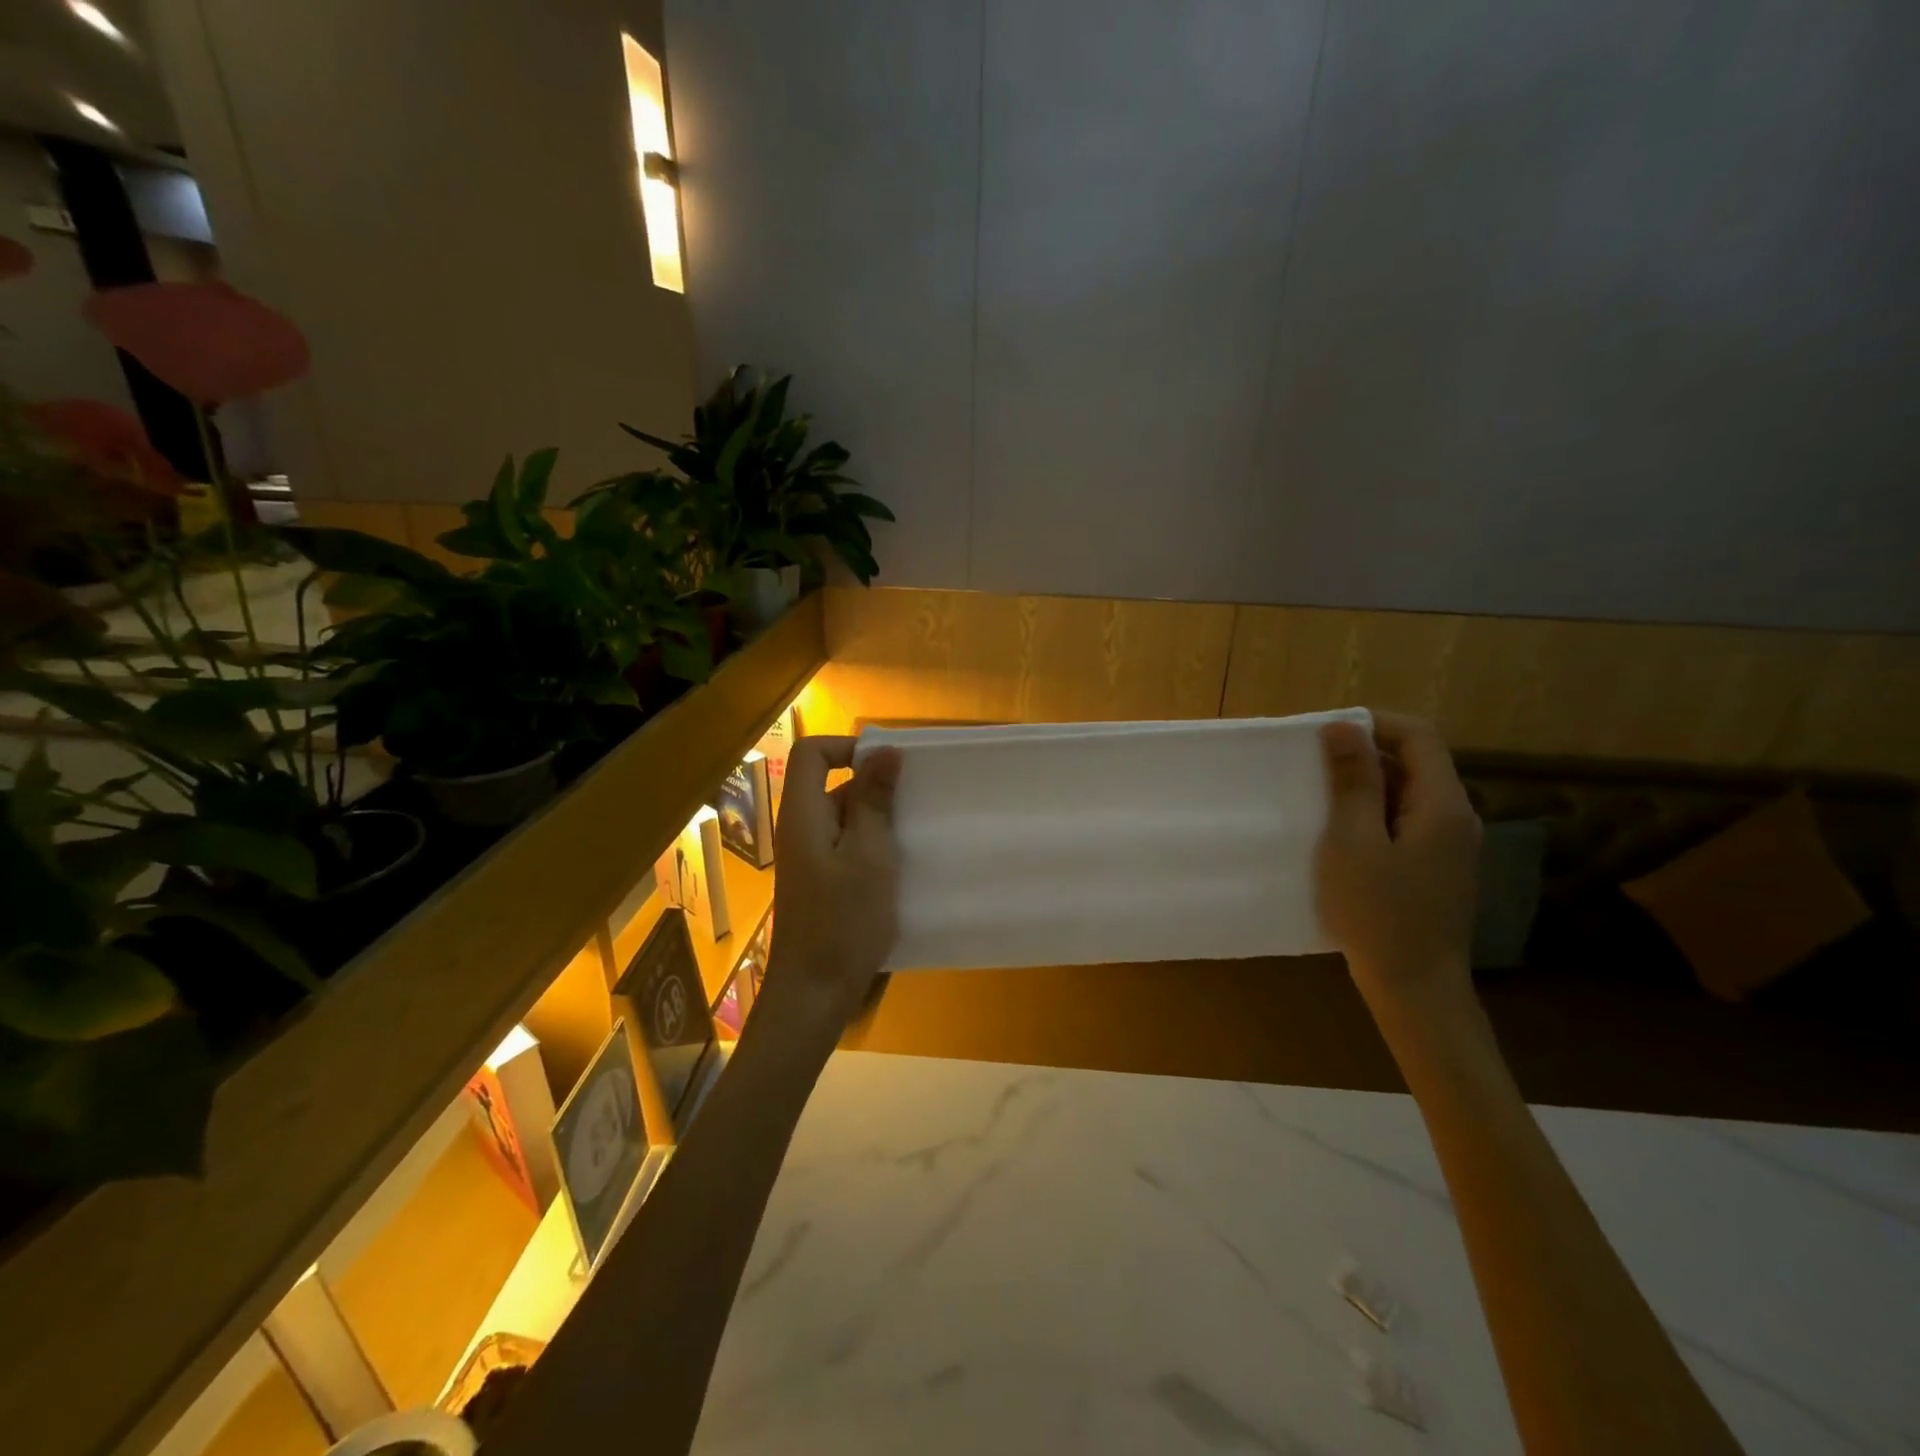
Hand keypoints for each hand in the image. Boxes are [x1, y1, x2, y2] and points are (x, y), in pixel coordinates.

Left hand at [762, 735, 902, 1041]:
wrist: (814, 993)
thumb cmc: (843, 921)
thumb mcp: (869, 855)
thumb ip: (874, 801)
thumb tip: (883, 750)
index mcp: (803, 814)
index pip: (811, 753)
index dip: (847, 747)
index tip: (889, 768)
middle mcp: (801, 829)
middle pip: (831, 784)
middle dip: (874, 788)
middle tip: (916, 805)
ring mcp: (810, 858)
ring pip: (844, 818)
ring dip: (878, 821)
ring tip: (916, 837)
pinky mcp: (822, 882)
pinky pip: (847, 847)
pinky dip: (873, 848)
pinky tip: (902, 868)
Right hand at [1316, 712, 1481, 1011]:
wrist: (1414, 986)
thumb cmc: (1378, 912)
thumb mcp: (1353, 841)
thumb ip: (1353, 782)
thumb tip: (1345, 727)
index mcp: (1444, 805)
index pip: (1419, 736)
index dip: (1374, 724)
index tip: (1325, 734)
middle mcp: (1456, 817)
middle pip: (1416, 762)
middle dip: (1364, 754)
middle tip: (1312, 766)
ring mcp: (1449, 845)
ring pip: (1408, 793)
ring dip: (1365, 786)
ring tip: (1319, 798)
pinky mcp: (1435, 867)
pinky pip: (1405, 821)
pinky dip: (1373, 814)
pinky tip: (1340, 834)